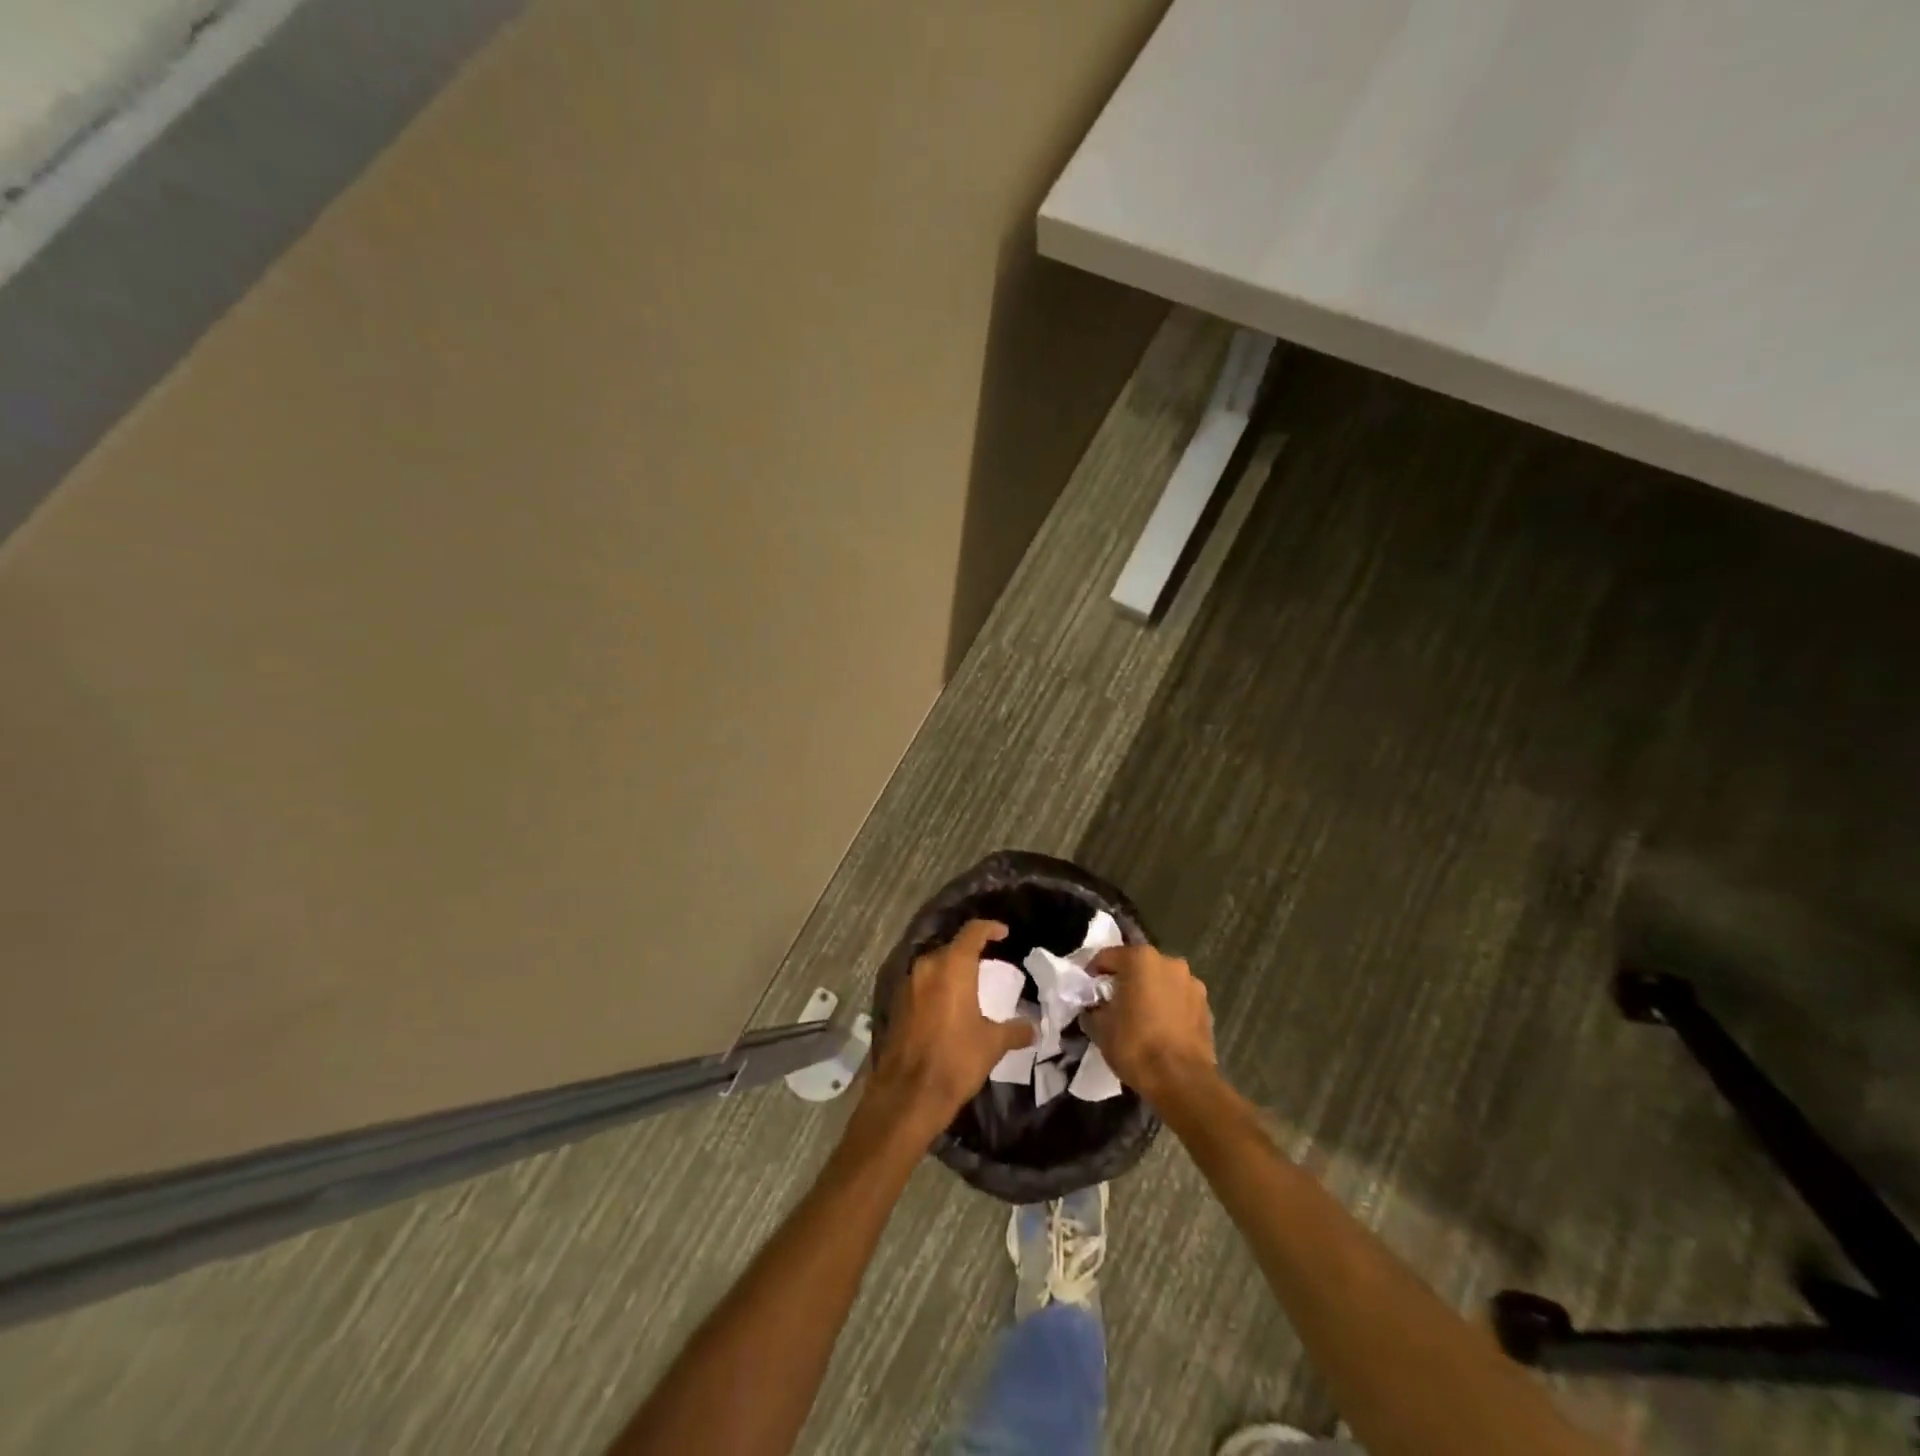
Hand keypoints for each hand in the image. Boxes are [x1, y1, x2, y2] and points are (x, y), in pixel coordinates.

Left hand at [865, 920, 1035, 1142]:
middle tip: (989, 965)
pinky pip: (922, 985)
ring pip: (934, 967)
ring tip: (970, 987)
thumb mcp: (992, 1044)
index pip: (973, 932)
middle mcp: (927, 967)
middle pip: (951, 948)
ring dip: (951, 971)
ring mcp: (908, 985)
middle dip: (970, 953)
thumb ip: (1015, 1030)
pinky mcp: (896, 1004)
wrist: (908, 1094)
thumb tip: (1034, 1027)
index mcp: (952, 966)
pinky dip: (937, 988)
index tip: (1003, 933)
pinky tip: (948, 1007)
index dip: (990, 928)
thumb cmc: (956, 1059)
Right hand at [1083, 943, 1216, 1099]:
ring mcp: (1192, 983)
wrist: (1182, 1081)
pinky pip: (1178, 999)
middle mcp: (1169, 962)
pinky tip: (1161, 1028)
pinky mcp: (1206, 1006)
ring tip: (1140, 1017)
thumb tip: (1095, 1006)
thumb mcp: (1100, 1027)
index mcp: (1140, 959)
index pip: (1107, 957)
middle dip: (1125, 980)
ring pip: (1161, 981)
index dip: (1093, 974)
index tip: (1088, 992)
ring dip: (1149, 992)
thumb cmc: (1135, 1046)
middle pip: (1138, 966)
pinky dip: (1168, 1007)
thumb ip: (1094, 1007)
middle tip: (1113, 1003)